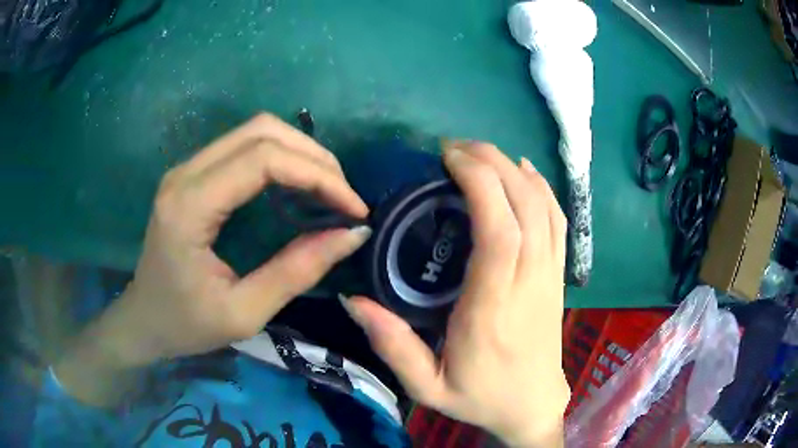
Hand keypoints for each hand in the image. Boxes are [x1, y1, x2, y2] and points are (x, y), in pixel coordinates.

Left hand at [55, 114, 369, 403]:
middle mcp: (185, 173)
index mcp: (189, 207)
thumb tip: (352, 235)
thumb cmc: (187, 324)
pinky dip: (280, 158)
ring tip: (328, 190)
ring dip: (299, 153)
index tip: (353, 209)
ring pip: (255, 131)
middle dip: (314, 157)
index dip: (317, 176)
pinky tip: (297, 185)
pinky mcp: (193, 174)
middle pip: (262, 131)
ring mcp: (187, 169)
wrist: (144, 319)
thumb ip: (297, 271)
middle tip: (344, 197)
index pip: (263, 160)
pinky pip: (244, 146)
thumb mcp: (245, 313)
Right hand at [342, 142, 568, 446]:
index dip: (479, 183)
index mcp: (493, 308)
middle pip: (524, 205)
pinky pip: (558, 221)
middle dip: (491, 164)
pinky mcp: (558, 275)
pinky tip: (523, 171)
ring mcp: (550, 275)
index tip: (448, 160)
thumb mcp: (427, 386)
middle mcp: (529, 282)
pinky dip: (542, 188)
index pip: (499, 230)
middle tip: (454, 149)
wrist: (533, 406)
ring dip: (514, 170)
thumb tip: (352, 300)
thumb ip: (392, 345)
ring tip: (480, 153)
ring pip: (544, 207)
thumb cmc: (481, 396)